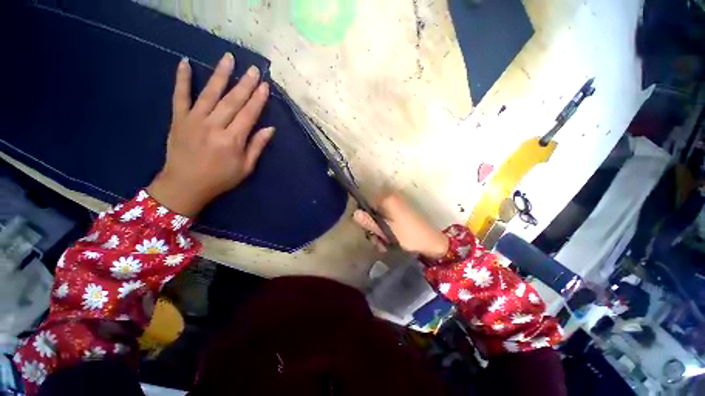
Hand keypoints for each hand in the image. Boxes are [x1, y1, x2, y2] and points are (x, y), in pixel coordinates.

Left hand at [148, 53, 273, 215]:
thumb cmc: (220, 179)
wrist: (185, 185)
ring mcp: (194, 120)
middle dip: (245, 84)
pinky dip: (182, 79)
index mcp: (232, 140)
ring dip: (220, 75)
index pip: (249, 114)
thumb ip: (257, 147)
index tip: (265, 86)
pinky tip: (185, 63)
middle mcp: (214, 126)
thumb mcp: (245, 168)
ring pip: (210, 93)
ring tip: (229, 59)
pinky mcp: (178, 119)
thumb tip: (270, 129)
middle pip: (232, 100)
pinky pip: (180, 96)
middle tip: (253, 69)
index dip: (258, 99)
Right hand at [353, 193, 448, 259]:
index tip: (369, 232)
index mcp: (388, 199)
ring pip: (380, 216)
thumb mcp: (387, 232)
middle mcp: (392, 197)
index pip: (366, 204)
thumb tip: (354, 213)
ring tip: (385, 244)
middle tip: (378, 240)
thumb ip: (370, 222)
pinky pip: (388, 218)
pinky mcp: (402, 211)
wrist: (433, 243)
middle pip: (373, 211)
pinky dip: (387, 228)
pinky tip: (390, 241)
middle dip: (373, 227)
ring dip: (380, 230)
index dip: (365, 219)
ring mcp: (398, 204)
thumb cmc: (409, 236)